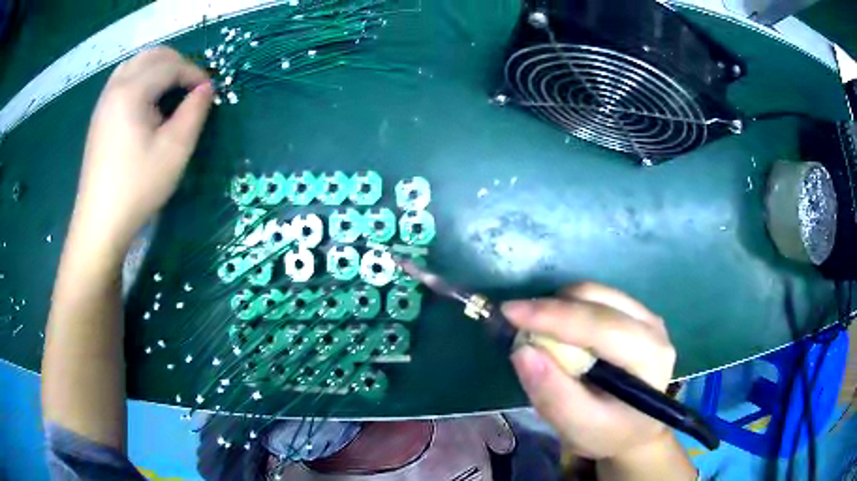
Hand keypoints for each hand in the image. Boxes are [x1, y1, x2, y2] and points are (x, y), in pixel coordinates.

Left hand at [71, 47, 211, 255]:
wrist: (100, 222)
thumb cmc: (137, 187)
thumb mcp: (174, 151)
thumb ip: (194, 112)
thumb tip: (206, 89)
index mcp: (132, 91)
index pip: (171, 65)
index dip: (195, 73)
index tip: (209, 93)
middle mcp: (115, 87)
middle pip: (152, 55)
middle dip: (178, 63)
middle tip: (192, 88)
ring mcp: (104, 101)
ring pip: (136, 63)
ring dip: (159, 67)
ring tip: (171, 90)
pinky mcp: (99, 115)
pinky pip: (123, 78)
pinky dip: (141, 77)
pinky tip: (148, 101)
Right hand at [501, 283, 676, 459]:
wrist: (632, 430)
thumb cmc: (608, 433)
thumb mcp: (578, 428)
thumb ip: (553, 395)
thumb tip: (522, 351)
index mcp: (649, 356)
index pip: (599, 325)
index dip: (553, 316)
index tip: (509, 312)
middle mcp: (652, 327)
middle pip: (596, 299)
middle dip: (551, 309)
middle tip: (517, 327)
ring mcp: (645, 316)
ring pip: (594, 293)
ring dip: (558, 308)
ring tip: (539, 335)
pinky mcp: (634, 313)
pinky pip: (595, 298)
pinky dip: (568, 309)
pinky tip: (560, 334)